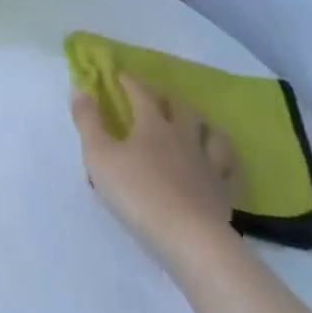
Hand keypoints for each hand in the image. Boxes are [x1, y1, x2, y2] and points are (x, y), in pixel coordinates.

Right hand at [71, 74, 243, 268]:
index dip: (130, 81)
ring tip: (196, 123)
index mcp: (153, 126)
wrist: (188, 238)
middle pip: (181, 109)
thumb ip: (87, 121)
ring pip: (212, 134)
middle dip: (166, 98)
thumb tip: (80, 88)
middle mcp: (184, 138)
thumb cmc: (136, 192)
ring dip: (202, 123)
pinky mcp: (224, 192)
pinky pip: (231, 169)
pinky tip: (221, 161)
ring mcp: (209, 165)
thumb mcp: (98, 155)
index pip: (142, 94)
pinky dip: (225, 159)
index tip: (120, 73)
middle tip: (156, 96)